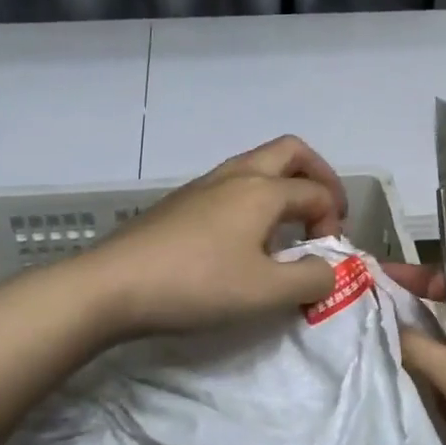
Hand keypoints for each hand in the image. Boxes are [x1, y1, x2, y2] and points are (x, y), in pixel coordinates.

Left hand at [77, 135, 349, 337]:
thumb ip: (310, 279)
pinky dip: (255, 198)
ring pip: (258, 165)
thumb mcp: (265, 292)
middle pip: (291, 152)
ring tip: (288, 227)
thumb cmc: (196, 284)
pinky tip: (244, 239)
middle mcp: (236, 175)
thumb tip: (327, 268)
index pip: (317, 193)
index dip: (333, 222)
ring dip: (284, 186)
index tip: (325, 260)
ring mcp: (203, 185)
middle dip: (318, 176)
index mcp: (262, 190)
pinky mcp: (181, 202)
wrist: (112, 285)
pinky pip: (232, 185)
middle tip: (326, 211)